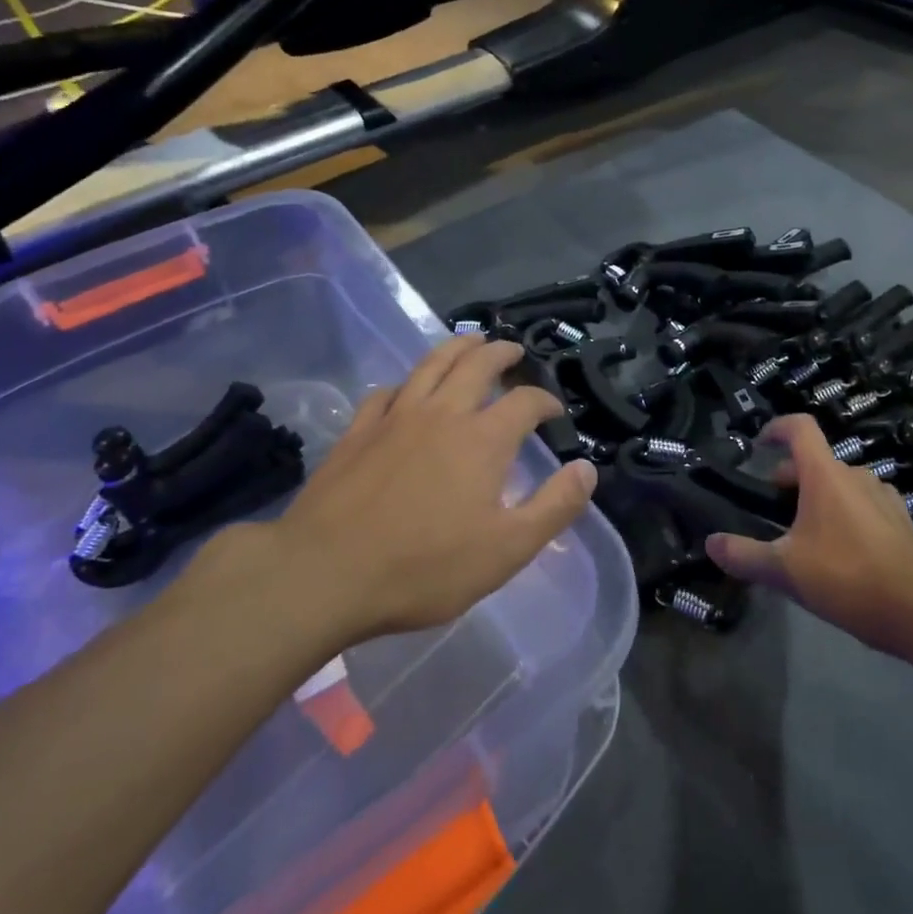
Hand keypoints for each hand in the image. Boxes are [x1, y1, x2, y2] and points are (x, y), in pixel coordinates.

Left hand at [195, 337, 595, 646]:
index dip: (545, 401)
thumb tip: (587, 469)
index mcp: (482, 439)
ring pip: (431, 364)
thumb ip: (553, 507)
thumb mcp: (506, 550)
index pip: (525, 402)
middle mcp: (442, 413)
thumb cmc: (424, 567)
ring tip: (471, 341)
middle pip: (477, 364)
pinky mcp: (358, 430)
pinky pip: (387, 391)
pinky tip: (406, 391)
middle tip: (513, 351)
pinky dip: (406, 383)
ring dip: (457, 347)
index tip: (554, 412)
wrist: (325, 572)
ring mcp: (395, 416)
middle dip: (501, 353)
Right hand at [705, 415, 912, 658]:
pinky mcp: (901, 520)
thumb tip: (710, 543)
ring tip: (806, 533)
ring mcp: (883, 496)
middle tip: (774, 508)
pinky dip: (846, 513)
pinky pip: (864, 503)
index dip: (776, 427)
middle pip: (816, 460)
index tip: (759, 443)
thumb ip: (744, 555)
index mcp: (825, 475)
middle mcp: (856, 475)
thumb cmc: (846, 578)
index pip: (799, 428)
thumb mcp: (784, 570)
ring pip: (841, 483)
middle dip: (791, 477)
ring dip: (819, 496)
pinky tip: (842, 549)